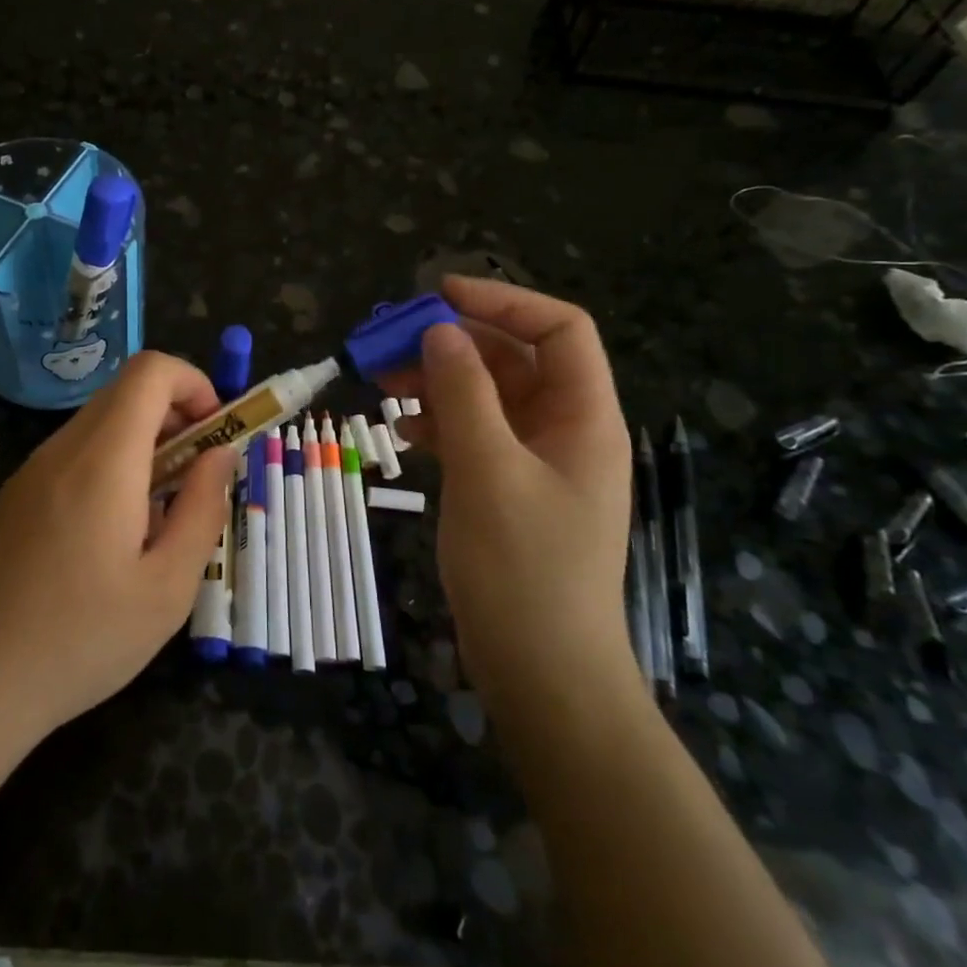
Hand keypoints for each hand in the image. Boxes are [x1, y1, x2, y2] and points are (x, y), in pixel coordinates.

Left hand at [0, 351, 238, 745]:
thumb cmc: (80, 640)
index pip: (150, 371)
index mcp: (102, 460)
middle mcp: (62, 450)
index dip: (194, 382)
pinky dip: (110, 467)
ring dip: (144, 446)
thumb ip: (202, 509)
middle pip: (126, 393)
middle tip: (197, 478)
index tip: (216, 434)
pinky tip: (112, 537)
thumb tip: (220, 454)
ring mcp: (30, 472)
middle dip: (175, 417)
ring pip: (99, 425)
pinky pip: (73, 456)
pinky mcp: (13, 498)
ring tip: (159, 517)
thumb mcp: (167, 587)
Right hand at [394, 276, 634, 708]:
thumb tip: (440, 330)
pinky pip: (474, 435)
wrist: (541, 671)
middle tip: (391, 342)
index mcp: (583, 416)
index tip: (439, 295)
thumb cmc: (524, 568)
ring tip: (383, 382)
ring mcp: (535, 461)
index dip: (503, 301)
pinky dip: (439, 423)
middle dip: (454, 343)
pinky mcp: (507, 489)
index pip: (558, 329)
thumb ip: (464, 393)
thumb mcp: (488, 470)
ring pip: (487, 397)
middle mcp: (564, 429)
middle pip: (514, 359)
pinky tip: (403, 431)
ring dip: (438, 382)